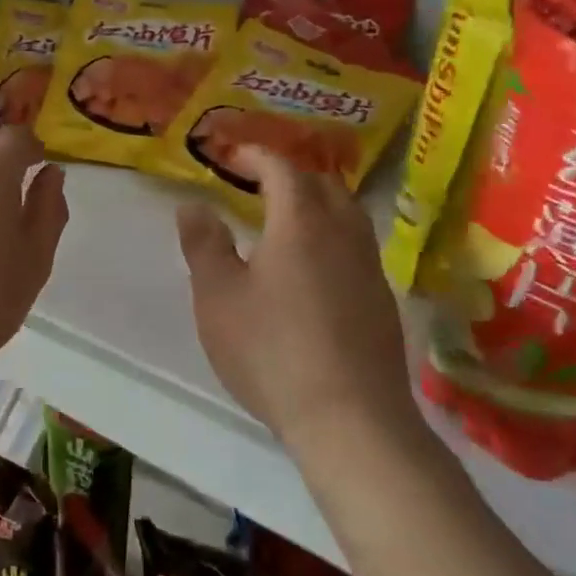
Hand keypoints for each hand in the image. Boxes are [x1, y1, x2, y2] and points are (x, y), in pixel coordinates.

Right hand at [177, 149, 415, 451]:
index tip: (232, 155)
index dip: (256, 156)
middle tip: (258, 184)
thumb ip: (204, 244)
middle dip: (290, 175)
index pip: (282, 169)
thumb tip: (194, 204)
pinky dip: (330, 238)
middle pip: (323, 185)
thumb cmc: (271, 349)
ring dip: (316, 205)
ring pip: (347, 216)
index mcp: (301, 223)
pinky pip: (355, 248)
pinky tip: (311, 270)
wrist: (349, 420)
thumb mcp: (218, 296)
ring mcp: (369, 270)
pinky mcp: (381, 303)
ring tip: (285, 221)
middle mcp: (344, 235)